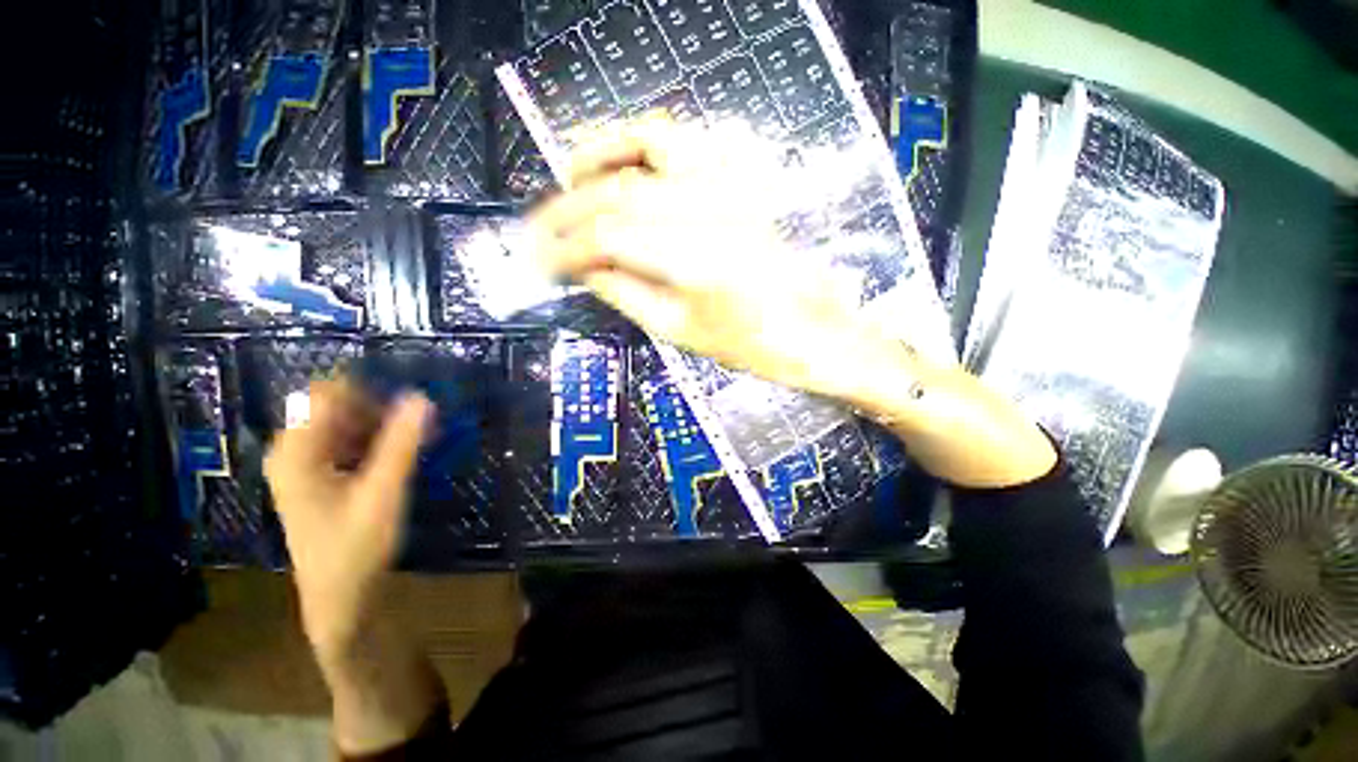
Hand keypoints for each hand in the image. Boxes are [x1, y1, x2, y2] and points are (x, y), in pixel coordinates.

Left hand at [265, 380, 443, 753]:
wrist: (339, 599)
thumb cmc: (354, 549)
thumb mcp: (383, 494)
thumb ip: (402, 444)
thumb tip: (422, 396)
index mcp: (296, 452)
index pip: (326, 393)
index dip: (369, 388)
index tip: (409, 399)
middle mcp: (293, 451)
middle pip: (336, 406)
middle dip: (380, 407)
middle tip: (419, 423)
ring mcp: (304, 464)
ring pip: (345, 422)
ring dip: (381, 424)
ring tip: (416, 438)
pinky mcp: (320, 476)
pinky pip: (348, 440)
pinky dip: (376, 439)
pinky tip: (400, 453)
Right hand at [532, 118, 870, 400]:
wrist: (809, 329)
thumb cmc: (750, 344)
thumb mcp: (678, 331)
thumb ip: (624, 293)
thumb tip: (581, 269)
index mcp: (698, 262)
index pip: (607, 237)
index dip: (564, 247)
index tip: (540, 262)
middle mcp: (714, 211)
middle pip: (619, 193)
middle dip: (569, 211)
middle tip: (542, 231)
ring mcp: (733, 186)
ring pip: (651, 142)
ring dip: (601, 152)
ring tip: (570, 174)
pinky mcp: (744, 179)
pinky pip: (688, 139)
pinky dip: (645, 139)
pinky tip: (624, 160)